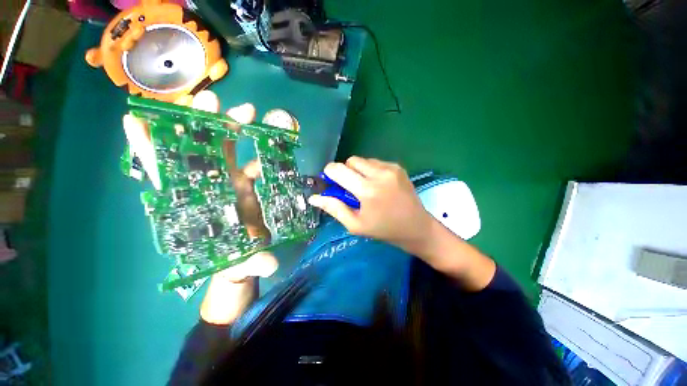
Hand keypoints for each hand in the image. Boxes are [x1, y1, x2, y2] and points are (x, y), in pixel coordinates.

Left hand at [122, 90, 277, 323]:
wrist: (247, 259)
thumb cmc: (234, 262)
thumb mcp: (241, 264)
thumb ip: (251, 263)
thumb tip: (268, 264)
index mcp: (196, 204)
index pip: (165, 174)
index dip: (149, 148)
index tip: (138, 119)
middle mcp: (208, 188)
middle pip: (197, 150)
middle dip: (201, 123)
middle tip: (213, 100)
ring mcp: (230, 183)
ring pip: (224, 149)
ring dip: (230, 128)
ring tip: (246, 110)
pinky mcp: (248, 185)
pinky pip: (249, 161)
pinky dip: (255, 149)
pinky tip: (268, 137)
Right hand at [309, 156, 495, 290]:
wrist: (416, 227)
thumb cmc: (383, 229)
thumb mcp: (355, 224)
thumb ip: (334, 208)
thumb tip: (313, 197)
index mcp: (367, 190)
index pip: (338, 169)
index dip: (329, 173)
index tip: (331, 182)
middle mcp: (379, 174)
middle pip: (350, 160)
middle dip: (345, 171)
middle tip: (350, 188)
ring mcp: (391, 168)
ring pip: (363, 160)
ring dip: (358, 170)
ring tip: (366, 187)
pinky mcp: (398, 167)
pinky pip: (376, 162)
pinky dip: (371, 170)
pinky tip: (378, 185)